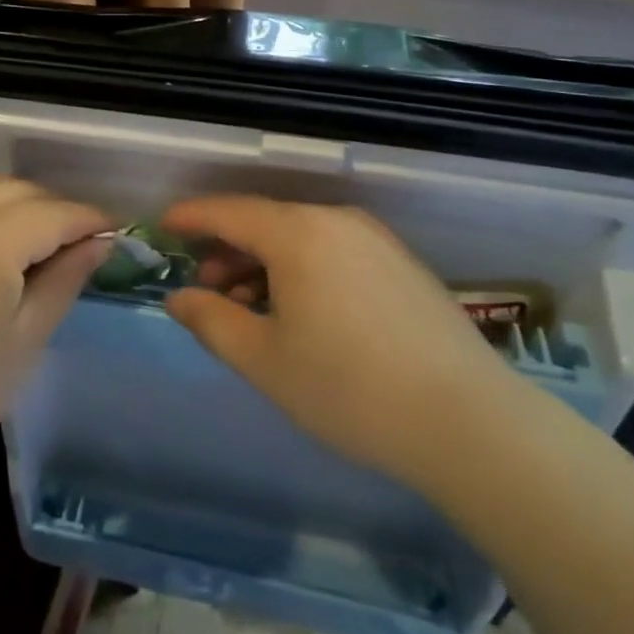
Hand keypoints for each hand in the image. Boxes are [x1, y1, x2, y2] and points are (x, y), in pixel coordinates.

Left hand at [0, 177, 109, 485]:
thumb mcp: (25, 341)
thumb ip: (65, 280)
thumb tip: (100, 243)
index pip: (54, 213)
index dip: (89, 219)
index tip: (115, 231)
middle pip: (19, 190)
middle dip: (56, 208)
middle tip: (79, 242)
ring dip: (18, 201)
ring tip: (38, 237)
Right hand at [162, 197, 518, 486]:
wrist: (469, 423)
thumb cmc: (350, 389)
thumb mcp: (264, 361)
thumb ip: (211, 321)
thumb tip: (180, 297)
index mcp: (297, 232)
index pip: (227, 211)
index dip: (190, 217)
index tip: (163, 227)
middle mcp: (335, 221)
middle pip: (265, 221)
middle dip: (227, 249)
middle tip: (205, 287)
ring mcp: (375, 239)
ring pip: (300, 236)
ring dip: (265, 262)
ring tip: (250, 307)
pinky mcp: (402, 263)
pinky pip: (333, 250)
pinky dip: (302, 268)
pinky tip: (301, 311)